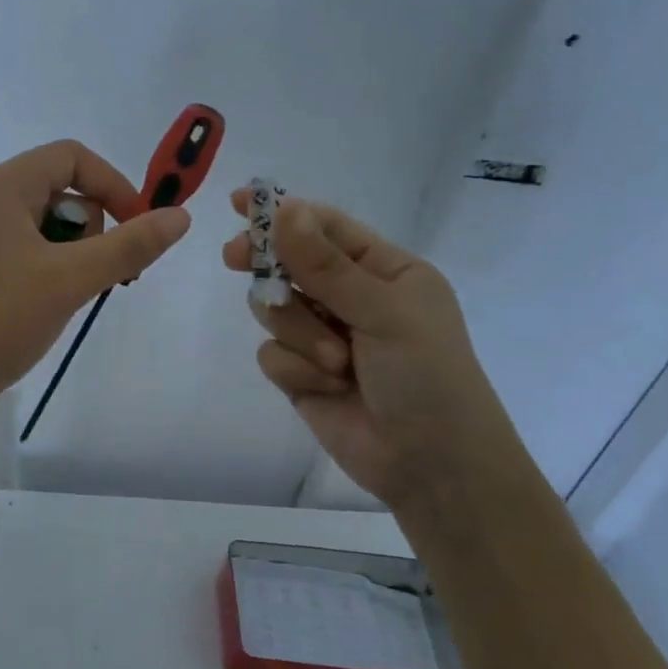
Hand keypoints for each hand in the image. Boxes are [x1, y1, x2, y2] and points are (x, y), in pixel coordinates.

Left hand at [0, 140, 190, 422]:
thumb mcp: (71, 279)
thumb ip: (129, 246)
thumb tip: (181, 217)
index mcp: (1, 184)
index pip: (72, 156)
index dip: (114, 185)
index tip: (139, 228)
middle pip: (61, 187)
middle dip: (93, 226)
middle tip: (100, 274)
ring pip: (47, 220)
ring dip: (75, 251)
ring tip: (71, 293)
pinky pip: (27, 244)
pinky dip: (51, 265)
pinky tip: (50, 300)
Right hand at [224, 193, 528, 509]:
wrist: (432, 466)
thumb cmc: (427, 376)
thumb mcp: (383, 312)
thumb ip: (326, 266)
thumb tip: (284, 209)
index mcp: (385, 271)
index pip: (326, 228)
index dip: (283, 213)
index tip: (239, 203)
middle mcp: (351, 298)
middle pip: (289, 264)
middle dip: (268, 266)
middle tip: (235, 258)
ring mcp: (323, 336)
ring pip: (275, 310)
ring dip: (300, 334)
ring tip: (336, 364)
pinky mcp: (301, 374)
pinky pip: (271, 353)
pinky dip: (294, 369)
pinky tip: (325, 387)